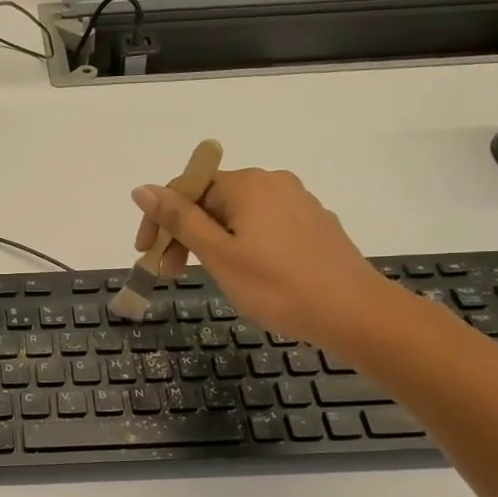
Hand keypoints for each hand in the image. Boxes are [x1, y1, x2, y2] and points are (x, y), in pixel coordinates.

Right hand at [132, 168, 401, 350]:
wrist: (355, 314)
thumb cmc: (278, 286)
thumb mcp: (218, 255)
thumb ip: (179, 220)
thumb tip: (142, 189)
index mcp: (248, 184)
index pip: (186, 188)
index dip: (159, 219)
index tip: (147, 255)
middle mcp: (273, 182)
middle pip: (212, 199)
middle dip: (185, 232)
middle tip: (172, 273)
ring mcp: (298, 202)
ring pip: (238, 214)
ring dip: (211, 240)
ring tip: (208, 276)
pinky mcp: (314, 224)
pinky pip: (263, 225)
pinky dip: (241, 243)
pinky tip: (246, 274)